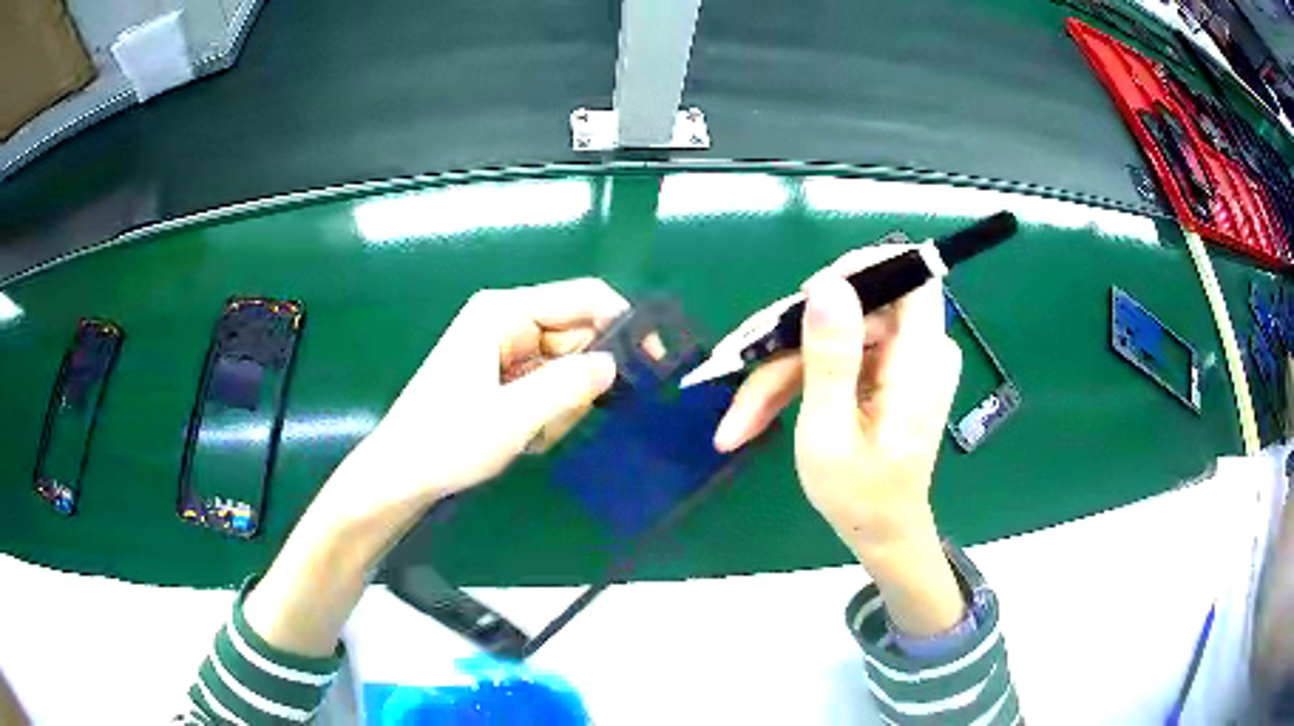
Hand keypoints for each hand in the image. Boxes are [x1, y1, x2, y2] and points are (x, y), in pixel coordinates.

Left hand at [318, 278, 624, 527]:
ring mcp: (504, 350)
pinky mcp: (502, 376)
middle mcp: (506, 322)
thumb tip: (613, 365)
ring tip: (531, 434)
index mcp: (503, 312)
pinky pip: (548, 386)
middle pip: (576, 337)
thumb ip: (569, 385)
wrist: (401, 475)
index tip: (650, 364)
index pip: (583, 298)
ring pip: (566, 367)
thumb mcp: (513, 417)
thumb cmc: (447, 441)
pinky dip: (547, 414)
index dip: (623, 324)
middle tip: (558, 421)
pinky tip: (523, 437)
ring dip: (561, 405)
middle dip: (579, 382)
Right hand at [713, 246, 964, 634]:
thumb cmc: (859, 496)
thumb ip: (831, 357)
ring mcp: (903, 359)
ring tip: (739, 416)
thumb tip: (827, 284)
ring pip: (836, 334)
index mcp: (920, 360)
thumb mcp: (831, 432)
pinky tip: (758, 411)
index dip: (859, 269)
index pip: (909, 275)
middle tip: (738, 370)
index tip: (805, 298)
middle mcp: (920, 349)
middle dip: (791, 340)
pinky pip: (839, 354)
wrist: (882, 532)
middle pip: (854, 309)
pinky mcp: (887, 370)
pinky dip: (799, 379)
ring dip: (784, 369)